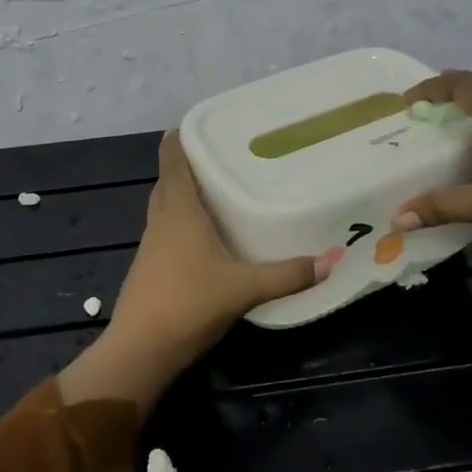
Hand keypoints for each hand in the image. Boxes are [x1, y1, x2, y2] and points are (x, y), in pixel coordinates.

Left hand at [112, 132, 328, 358]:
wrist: (141, 349)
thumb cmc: (188, 302)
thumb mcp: (244, 287)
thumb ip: (286, 275)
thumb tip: (330, 261)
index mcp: (178, 210)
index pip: (172, 160)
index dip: (179, 139)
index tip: (198, 123)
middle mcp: (161, 220)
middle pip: (168, 181)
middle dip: (187, 165)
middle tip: (220, 156)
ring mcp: (151, 245)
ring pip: (166, 207)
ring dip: (184, 194)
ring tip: (217, 190)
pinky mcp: (150, 267)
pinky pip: (167, 230)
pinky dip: (183, 222)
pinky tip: (205, 236)